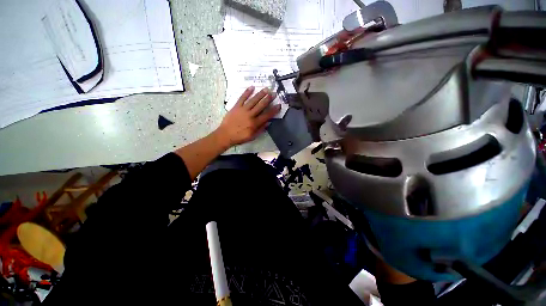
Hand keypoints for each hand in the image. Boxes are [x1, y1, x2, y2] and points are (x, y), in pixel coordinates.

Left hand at [216, 86, 280, 147]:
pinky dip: (247, 92)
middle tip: (274, 93)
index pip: (267, 115)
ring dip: (260, 94)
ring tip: (266, 89)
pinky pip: (242, 98)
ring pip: (253, 100)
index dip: (274, 110)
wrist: (225, 135)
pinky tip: (252, 87)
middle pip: (261, 105)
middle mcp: (250, 115)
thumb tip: (268, 122)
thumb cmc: (240, 137)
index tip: (279, 105)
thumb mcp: (252, 136)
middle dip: (268, 99)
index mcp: (255, 123)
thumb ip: (261, 129)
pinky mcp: (236, 107)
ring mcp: (243, 110)